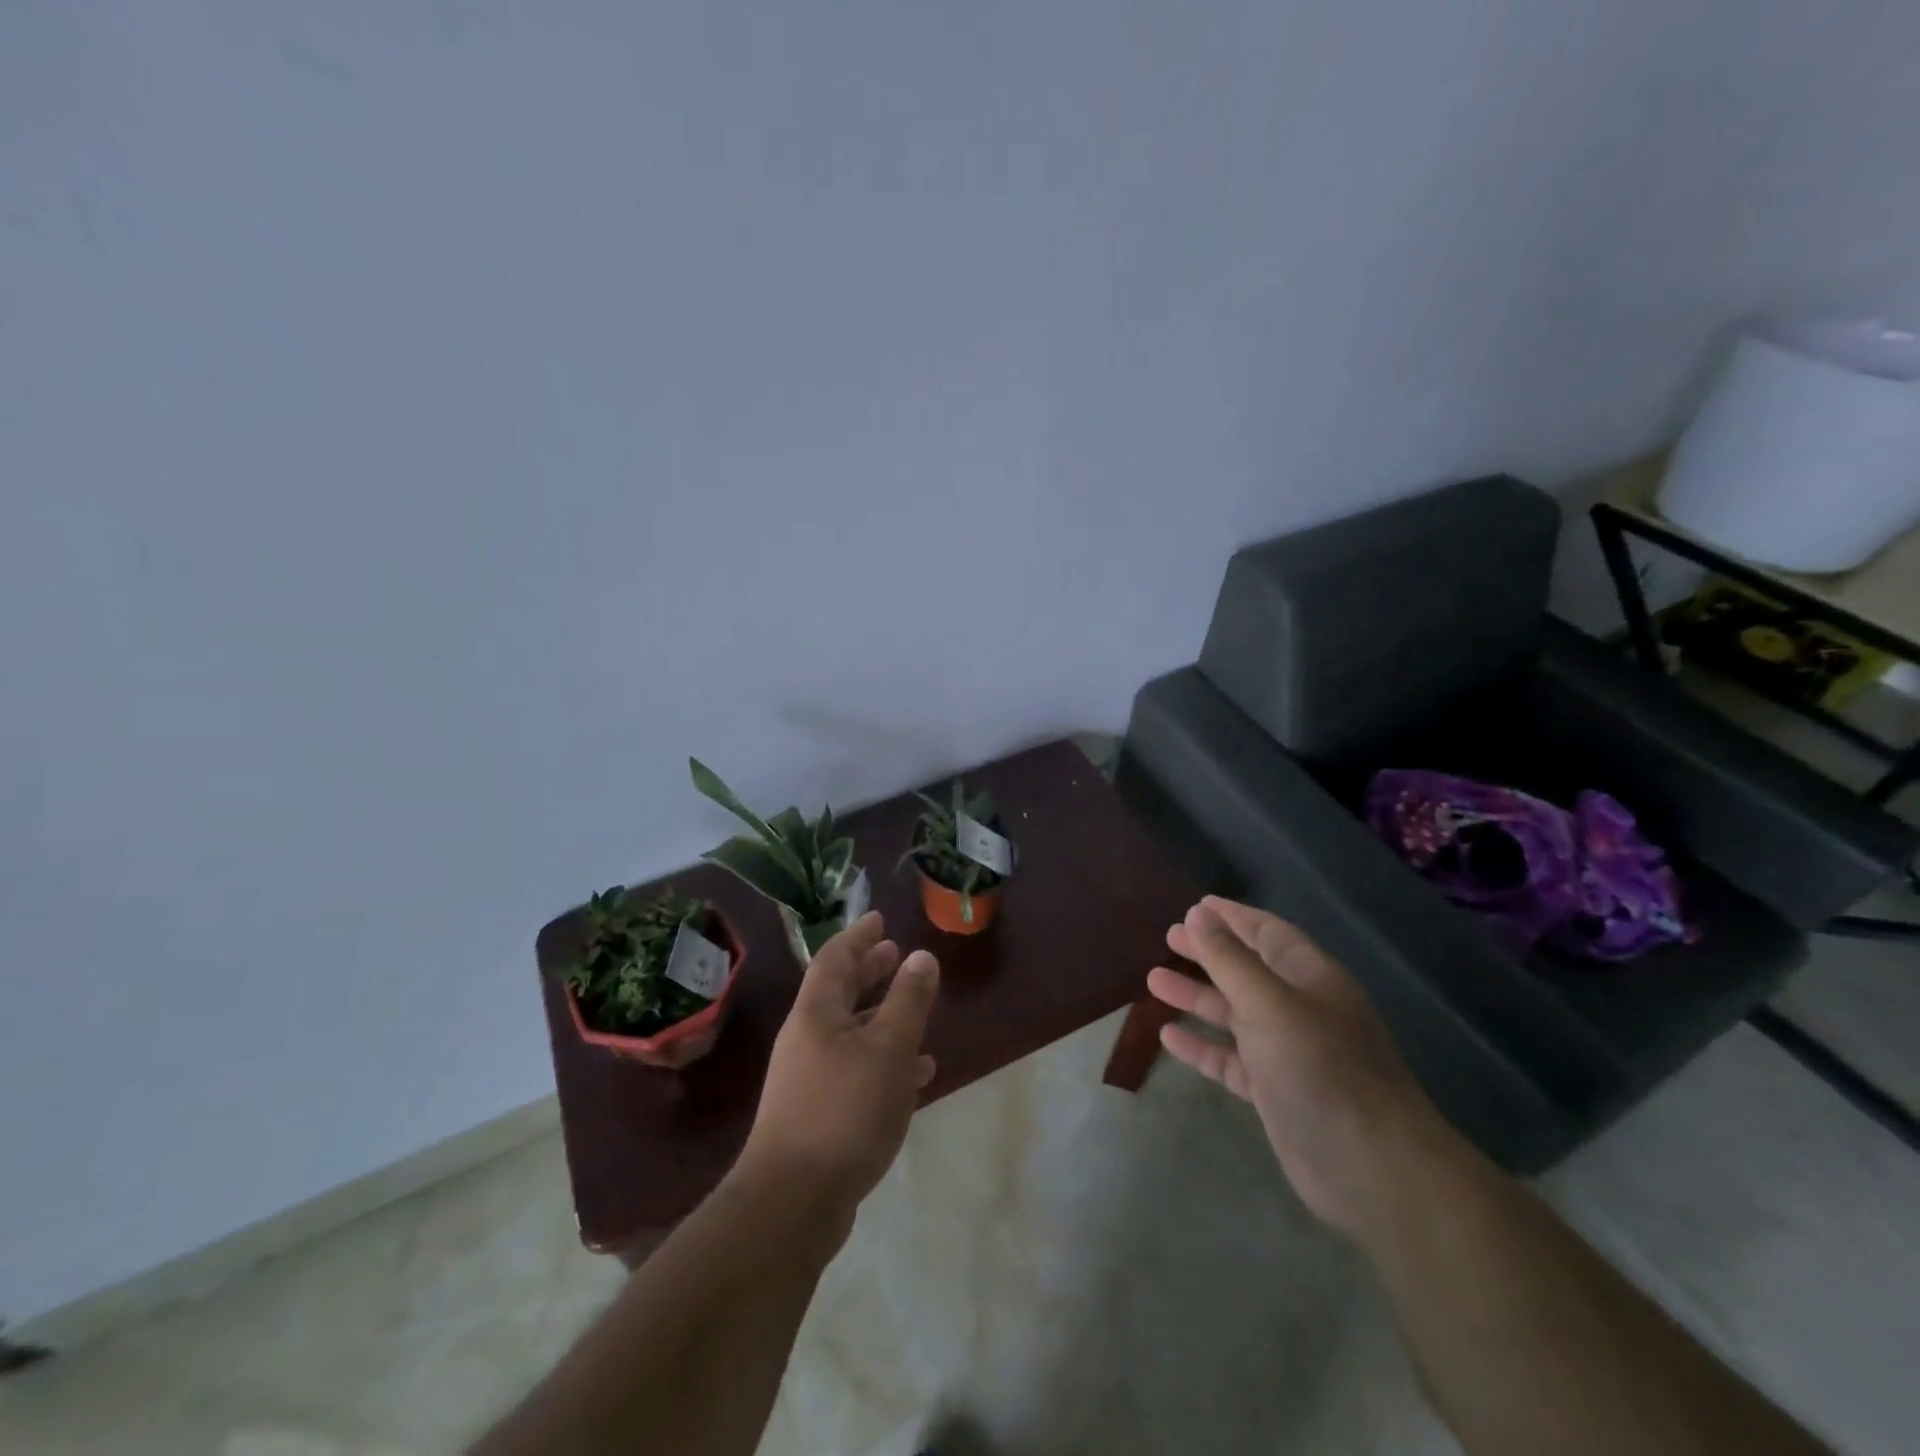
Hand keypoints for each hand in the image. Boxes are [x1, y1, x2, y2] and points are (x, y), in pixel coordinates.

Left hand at [734, 912, 938, 1230]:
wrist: (794, 1202)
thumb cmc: (845, 1110)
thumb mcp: (889, 1048)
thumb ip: (908, 1000)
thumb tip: (922, 956)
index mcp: (816, 1014)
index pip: (835, 958)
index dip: (858, 936)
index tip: (880, 919)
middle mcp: (807, 1039)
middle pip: (839, 993)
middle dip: (868, 972)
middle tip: (895, 954)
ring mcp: (808, 1078)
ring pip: (850, 1033)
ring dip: (881, 1017)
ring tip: (914, 1009)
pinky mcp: (818, 1114)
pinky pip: (855, 1070)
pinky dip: (883, 1062)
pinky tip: (915, 1075)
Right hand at [1147, 896, 1450, 1238]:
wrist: (1369, 1167)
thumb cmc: (1319, 1067)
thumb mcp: (1268, 1002)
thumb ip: (1229, 959)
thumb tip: (1197, 914)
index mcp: (1311, 978)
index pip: (1267, 933)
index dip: (1232, 917)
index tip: (1195, 905)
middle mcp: (1301, 1009)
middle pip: (1248, 970)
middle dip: (1209, 953)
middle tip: (1168, 937)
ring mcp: (1288, 1052)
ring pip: (1234, 1014)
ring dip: (1197, 996)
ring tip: (1153, 980)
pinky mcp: (1275, 1091)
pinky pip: (1230, 1059)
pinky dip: (1201, 1046)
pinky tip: (1167, 1037)